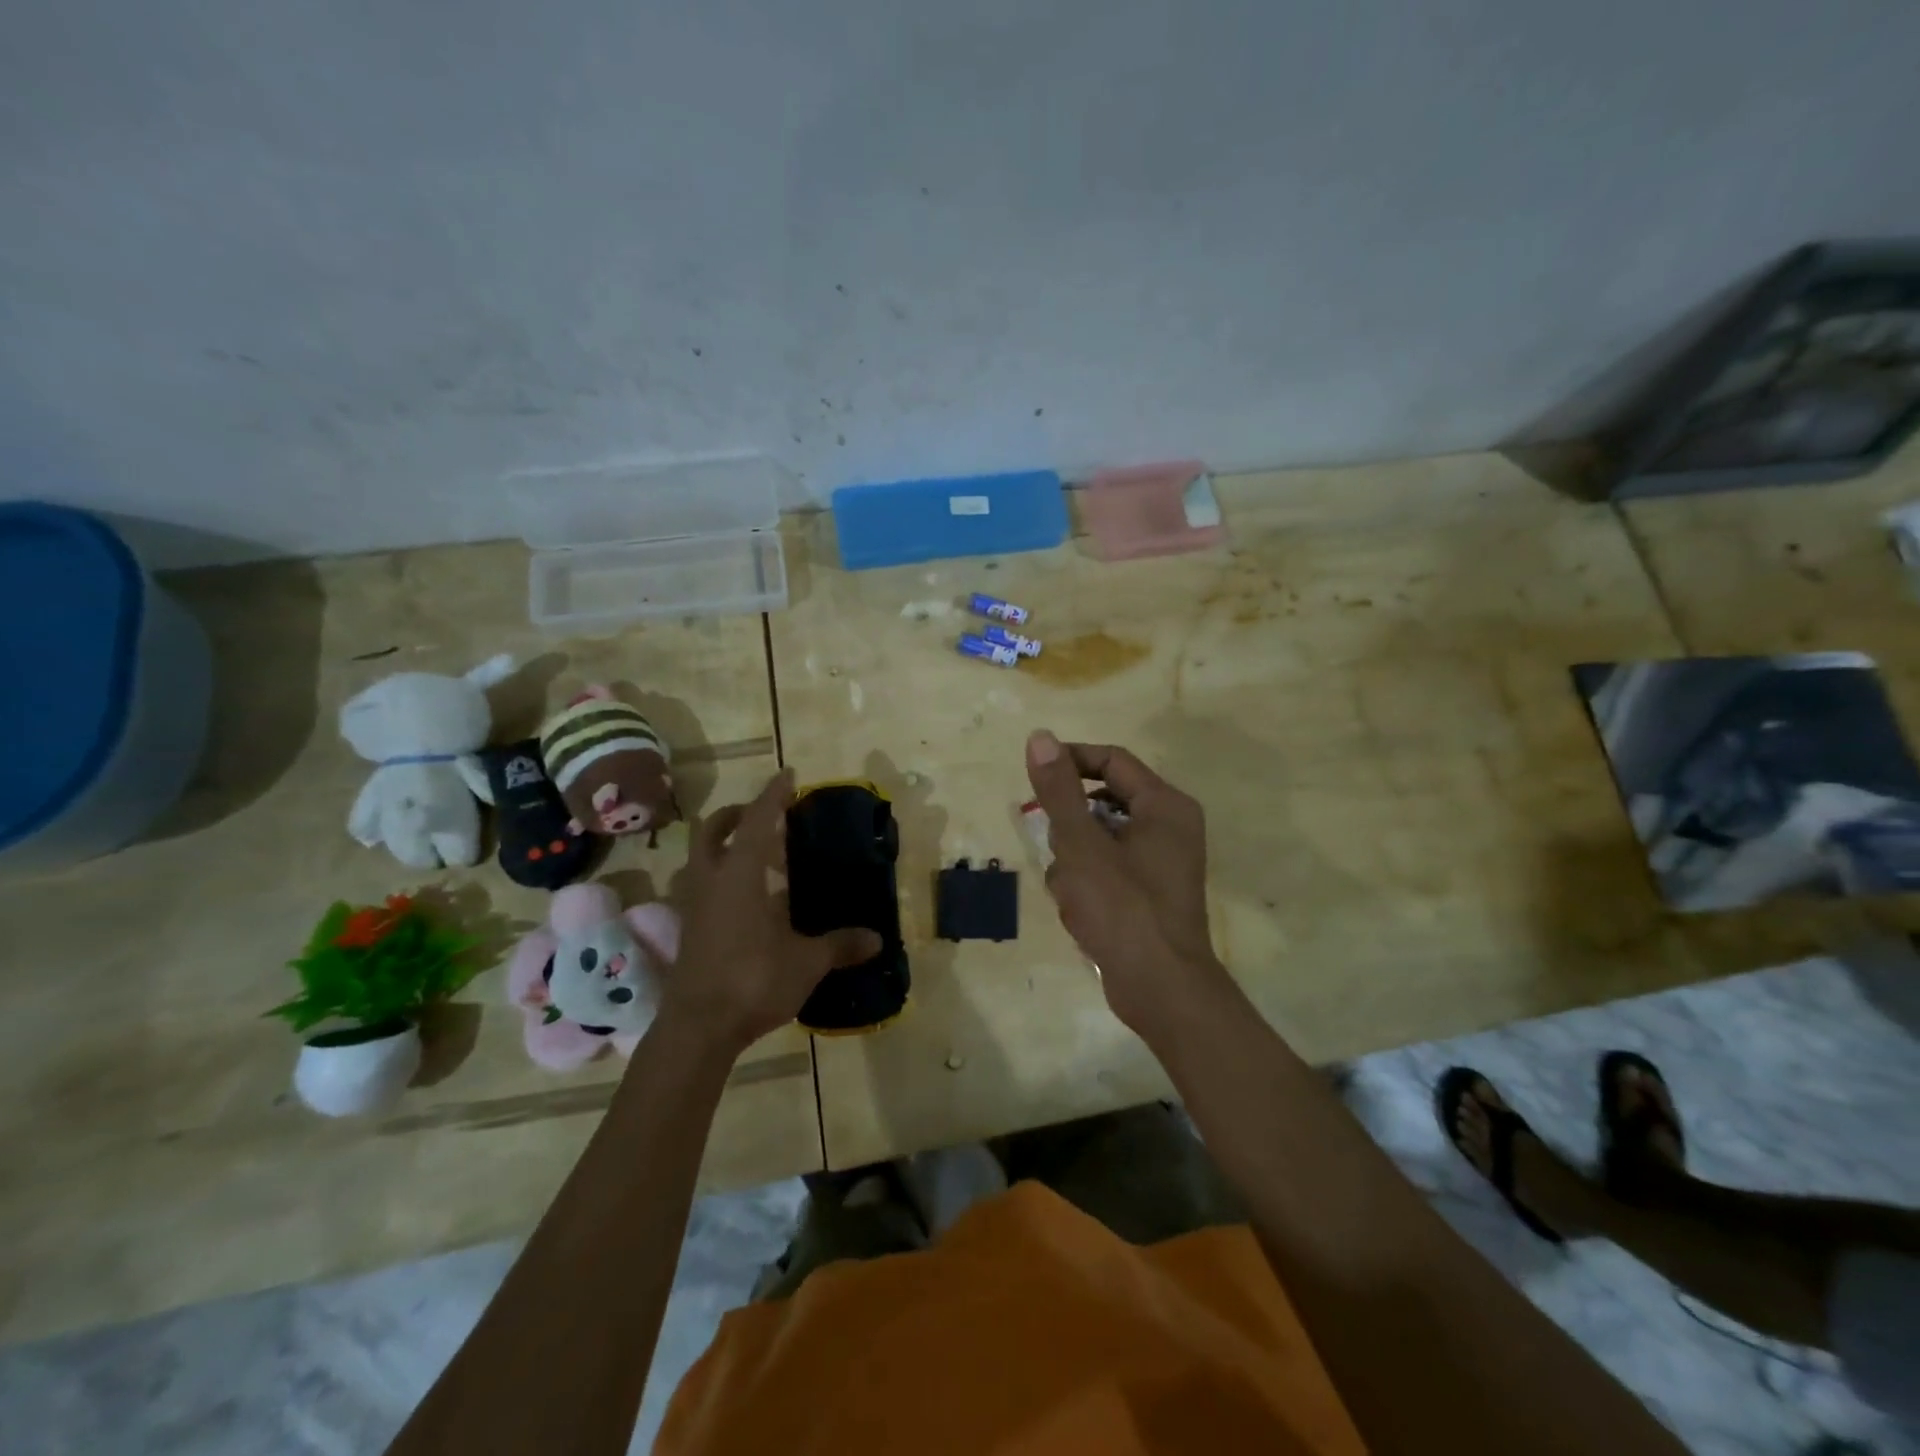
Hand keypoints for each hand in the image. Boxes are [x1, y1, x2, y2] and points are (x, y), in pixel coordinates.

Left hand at [663, 769, 881, 1055]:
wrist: (698, 1028)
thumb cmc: (753, 980)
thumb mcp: (806, 962)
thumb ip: (840, 945)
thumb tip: (877, 939)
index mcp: (739, 874)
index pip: (757, 820)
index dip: (773, 795)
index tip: (788, 774)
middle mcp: (711, 880)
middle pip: (713, 829)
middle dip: (737, 814)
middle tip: (766, 816)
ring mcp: (694, 904)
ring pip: (702, 857)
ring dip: (724, 845)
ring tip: (759, 857)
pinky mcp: (689, 928)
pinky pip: (703, 886)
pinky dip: (722, 878)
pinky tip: (748, 900)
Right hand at [1025, 729, 1229, 1034]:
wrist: (1160, 990)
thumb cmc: (1121, 909)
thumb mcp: (1080, 844)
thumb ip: (1059, 789)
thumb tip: (1040, 736)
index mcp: (1165, 805)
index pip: (1111, 760)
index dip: (1070, 761)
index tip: (1033, 778)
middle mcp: (1170, 827)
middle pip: (1104, 800)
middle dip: (1070, 825)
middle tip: (1053, 846)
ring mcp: (1162, 862)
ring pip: (1100, 838)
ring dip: (1073, 859)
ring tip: (1069, 890)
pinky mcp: (1150, 893)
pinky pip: (1108, 868)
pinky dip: (1087, 883)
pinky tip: (1077, 911)